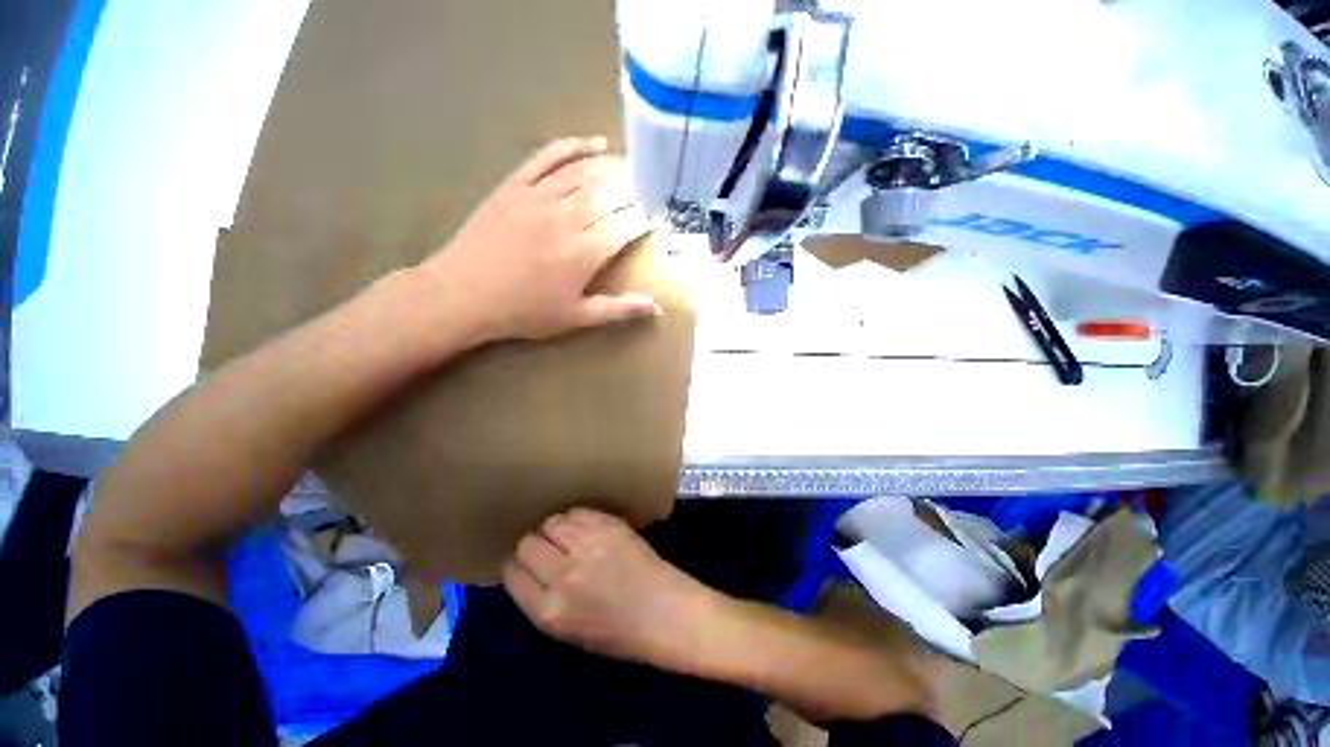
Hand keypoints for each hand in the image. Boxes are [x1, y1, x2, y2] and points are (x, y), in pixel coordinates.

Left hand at [418, 137, 657, 344]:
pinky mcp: (515, 184)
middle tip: (653, 189)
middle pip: (610, 194)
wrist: (463, 295)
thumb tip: (655, 306)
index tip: (661, 217)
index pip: (626, 225)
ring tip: (634, 168)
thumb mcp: (576, 318)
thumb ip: (617, 309)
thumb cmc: (524, 312)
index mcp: (584, 253)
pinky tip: (594, 143)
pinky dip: (574, 146)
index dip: (647, 218)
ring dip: (614, 167)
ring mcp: (539, 196)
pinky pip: (549, 156)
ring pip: (585, 172)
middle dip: (637, 190)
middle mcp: (567, 217)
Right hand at [503, 508, 716, 668]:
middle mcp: (564, 574)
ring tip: (566, 536)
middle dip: (533, 545)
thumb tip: (527, 569)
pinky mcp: (608, 525)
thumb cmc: (618, 633)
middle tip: (547, 548)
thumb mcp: (568, 632)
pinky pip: (577, 512)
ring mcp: (588, 546)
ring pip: (551, 522)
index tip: (524, 563)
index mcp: (550, 611)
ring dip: (554, 529)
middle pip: (528, 544)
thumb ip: (542, 600)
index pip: (513, 574)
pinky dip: (575, 519)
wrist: (663, 611)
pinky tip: (584, 528)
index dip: (516, 566)